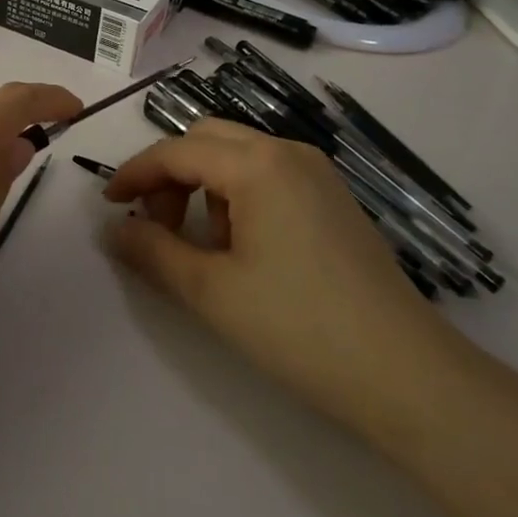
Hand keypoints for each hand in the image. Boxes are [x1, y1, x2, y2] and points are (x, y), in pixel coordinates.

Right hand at [102, 118, 464, 436]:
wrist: (409, 376)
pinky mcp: (334, 198)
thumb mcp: (212, 292)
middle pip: (207, 140)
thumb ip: (153, 251)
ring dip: (205, 184)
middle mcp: (287, 152)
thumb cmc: (300, 328)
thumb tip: (114, 229)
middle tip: (157, 224)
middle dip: (172, 174)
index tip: (109, 203)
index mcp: (257, 164)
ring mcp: (317, 173)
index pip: (177, 151)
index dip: (136, 173)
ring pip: (239, 155)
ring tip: (205, 246)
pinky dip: (239, 194)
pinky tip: (246, 248)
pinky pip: (269, 174)